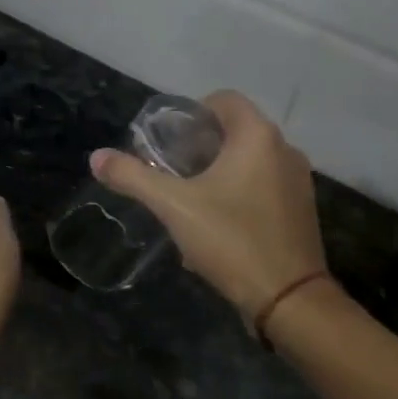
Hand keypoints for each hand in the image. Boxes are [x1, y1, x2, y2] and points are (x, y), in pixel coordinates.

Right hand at [92, 91, 333, 320]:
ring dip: (217, 171)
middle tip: (170, 170)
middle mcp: (284, 149)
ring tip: (188, 197)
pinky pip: (263, 184)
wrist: (289, 299)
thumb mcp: (173, 206)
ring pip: (249, 160)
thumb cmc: (231, 239)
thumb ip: (133, 177)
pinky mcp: (301, 208)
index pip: (223, 99)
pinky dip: (238, 191)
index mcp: (257, 136)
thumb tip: (96, 157)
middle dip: (199, 146)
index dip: (191, 112)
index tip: (168, 141)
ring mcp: (298, 180)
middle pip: (235, 130)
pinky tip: (216, 223)